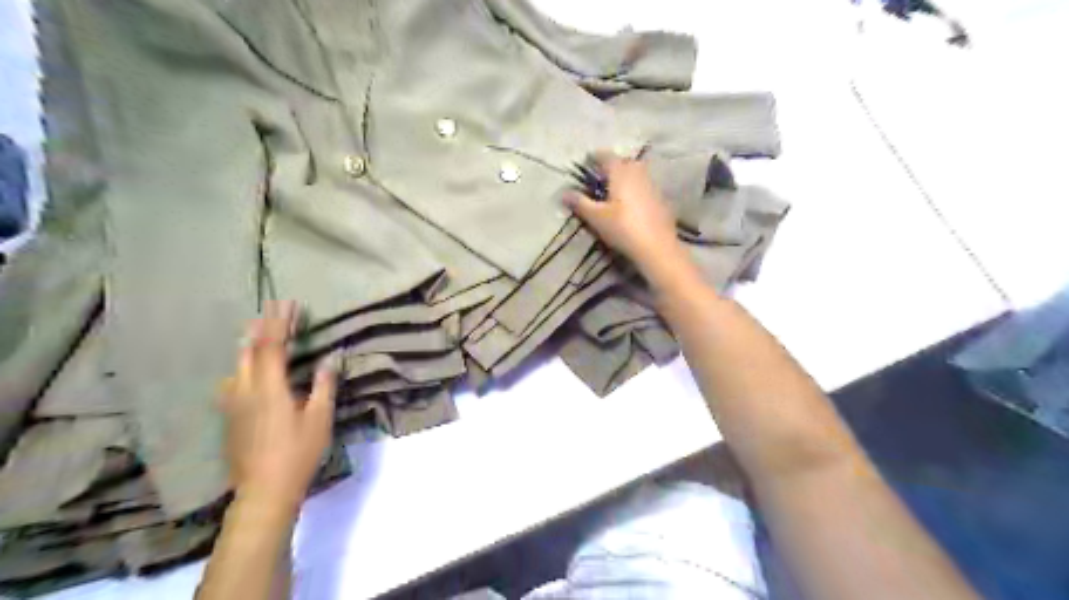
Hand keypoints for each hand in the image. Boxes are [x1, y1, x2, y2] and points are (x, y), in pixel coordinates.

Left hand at [216, 303, 331, 512]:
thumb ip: (323, 385)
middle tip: (271, 309)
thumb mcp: (320, 418)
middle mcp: (245, 390)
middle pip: (249, 350)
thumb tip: (330, 358)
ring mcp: (233, 404)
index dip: (281, 322)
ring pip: (236, 364)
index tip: (289, 303)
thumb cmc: (298, 452)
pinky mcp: (229, 417)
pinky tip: (243, 369)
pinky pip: (232, 380)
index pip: (273, 346)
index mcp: (269, 387)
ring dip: (248, 343)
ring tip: (255, 329)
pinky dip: (241, 364)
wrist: (264, 490)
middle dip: (261, 326)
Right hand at [563, 151, 679, 268]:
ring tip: (617, 189)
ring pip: (639, 174)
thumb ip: (580, 203)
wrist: (657, 247)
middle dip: (614, 165)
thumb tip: (564, 193)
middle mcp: (638, 174)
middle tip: (603, 174)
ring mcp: (653, 186)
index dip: (596, 156)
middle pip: (625, 162)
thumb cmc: (623, 228)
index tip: (588, 159)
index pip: (607, 156)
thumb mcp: (596, 218)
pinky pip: (647, 188)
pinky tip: (634, 204)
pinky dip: (639, 190)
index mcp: (621, 173)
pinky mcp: (662, 200)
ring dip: (628, 176)